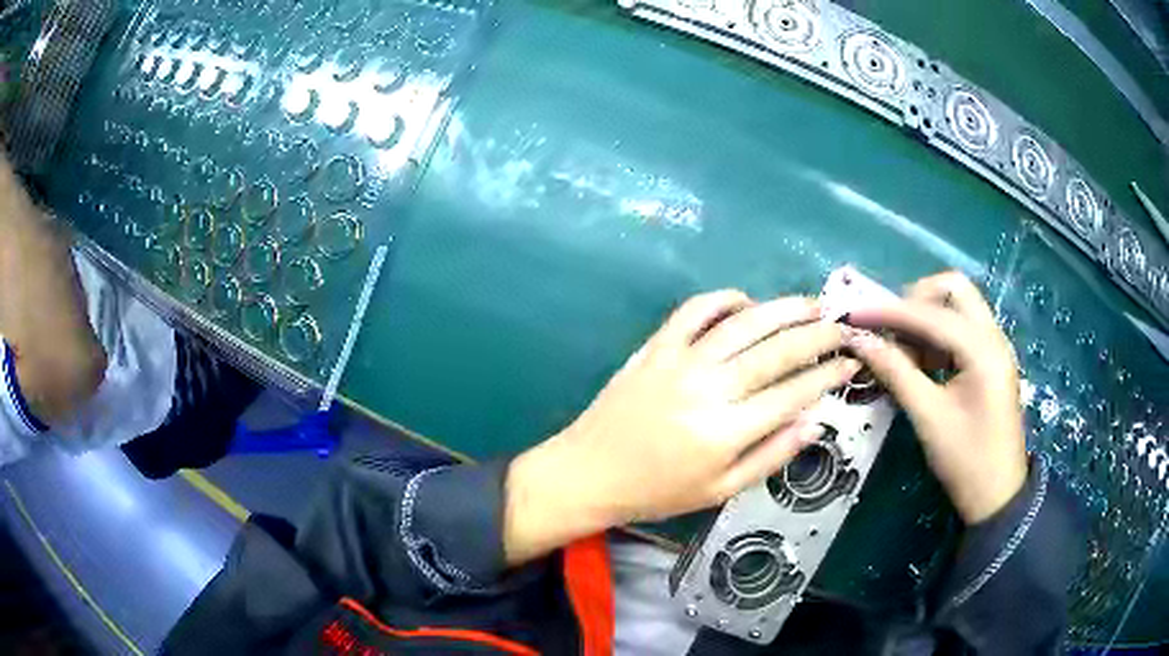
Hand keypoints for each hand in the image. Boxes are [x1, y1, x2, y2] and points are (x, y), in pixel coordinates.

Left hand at [504, 291, 859, 564]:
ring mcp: (680, 361)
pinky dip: (724, 298)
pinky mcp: (656, 346)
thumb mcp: (720, 491)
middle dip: (818, 334)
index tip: (851, 362)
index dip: (828, 375)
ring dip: (783, 309)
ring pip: (744, 322)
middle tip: (842, 326)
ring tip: (811, 304)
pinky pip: (695, 309)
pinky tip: (747, 301)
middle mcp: (709, 389)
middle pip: (777, 350)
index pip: (793, 393)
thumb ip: (770, 455)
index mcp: (727, 432)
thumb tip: (815, 421)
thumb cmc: (658, 491)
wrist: (589, 472)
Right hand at [845, 271, 1027, 524]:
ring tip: (902, 349)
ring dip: (926, 317)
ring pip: (958, 306)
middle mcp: (993, 336)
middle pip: (954, 289)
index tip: (855, 314)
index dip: (889, 312)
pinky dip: (938, 335)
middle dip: (916, 299)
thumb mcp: (928, 418)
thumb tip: (860, 341)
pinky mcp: (991, 360)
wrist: (998, 496)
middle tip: (890, 327)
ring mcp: (995, 346)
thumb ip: (896, 372)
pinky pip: (962, 328)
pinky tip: (921, 362)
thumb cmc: (966, 461)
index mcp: (983, 350)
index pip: (931, 314)